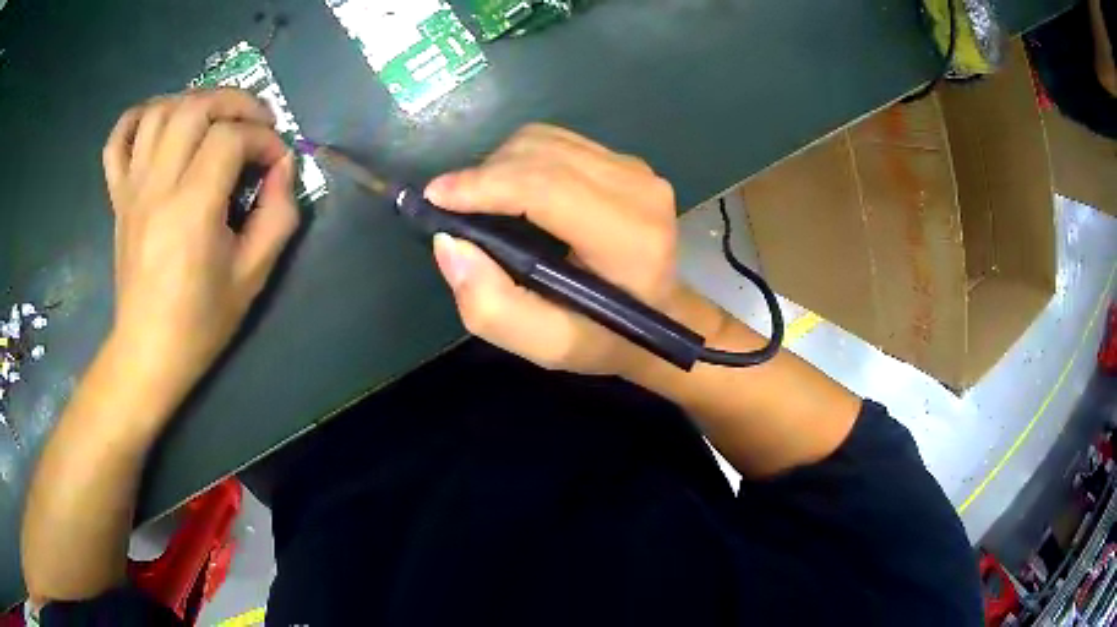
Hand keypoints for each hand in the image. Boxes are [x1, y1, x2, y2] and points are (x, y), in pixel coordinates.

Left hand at [102, 88, 298, 390]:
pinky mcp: (118, 197)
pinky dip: (137, 117)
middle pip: (195, 108)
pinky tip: (159, 121)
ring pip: (159, 112)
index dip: (263, 139)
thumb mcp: (253, 276)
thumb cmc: (200, 321)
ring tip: (214, 119)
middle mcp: (157, 187)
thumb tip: (283, 168)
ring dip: (194, 101)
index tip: (276, 162)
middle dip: (235, 102)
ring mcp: (132, 189)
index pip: (230, 139)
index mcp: (191, 209)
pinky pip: (118, 141)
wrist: (148, 351)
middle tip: (255, 122)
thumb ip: (278, 215)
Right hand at [426, 124, 680, 376]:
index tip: (435, 196)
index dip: (484, 185)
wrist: (661, 314)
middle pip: (541, 153)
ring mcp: (636, 169)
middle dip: (485, 174)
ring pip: (545, 139)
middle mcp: (639, 190)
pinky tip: (512, 191)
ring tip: (481, 201)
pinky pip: (557, 141)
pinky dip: (522, 160)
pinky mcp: (626, 161)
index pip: (546, 187)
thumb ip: (493, 307)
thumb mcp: (547, 345)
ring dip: (500, 165)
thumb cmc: (605, 336)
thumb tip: (448, 243)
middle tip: (452, 206)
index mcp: (629, 239)